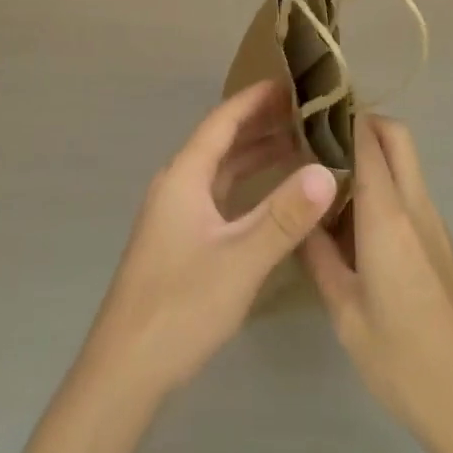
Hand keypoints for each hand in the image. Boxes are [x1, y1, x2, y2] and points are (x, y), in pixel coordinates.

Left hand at [82, 78, 338, 402]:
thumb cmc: (181, 307)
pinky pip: (220, 195)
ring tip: (300, 144)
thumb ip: (284, 216)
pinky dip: (248, 185)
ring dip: (256, 154)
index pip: (222, 121)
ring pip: (222, 170)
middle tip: (306, 111)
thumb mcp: (241, 260)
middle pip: (222, 141)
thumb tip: (327, 171)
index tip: (290, 81)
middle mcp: (178, 185)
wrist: (125, 370)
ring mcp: (177, 214)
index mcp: (184, 176)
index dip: (255, 99)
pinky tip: (273, 195)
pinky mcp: (181, 240)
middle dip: (262, 123)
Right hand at [301, 115, 452, 451]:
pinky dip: (382, 187)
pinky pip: (409, 192)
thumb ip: (318, 257)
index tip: (304, 114)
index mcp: (389, 216)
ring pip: (404, 162)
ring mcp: (434, 223)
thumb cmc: (405, 362)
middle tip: (317, 141)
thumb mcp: (345, 314)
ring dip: (370, 156)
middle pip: (395, 135)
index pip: (366, 139)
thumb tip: (298, 217)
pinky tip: (351, 226)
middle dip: (359, 122)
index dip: (338, 116)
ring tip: (323, 182)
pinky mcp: (440, 243)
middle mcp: (416, 206)